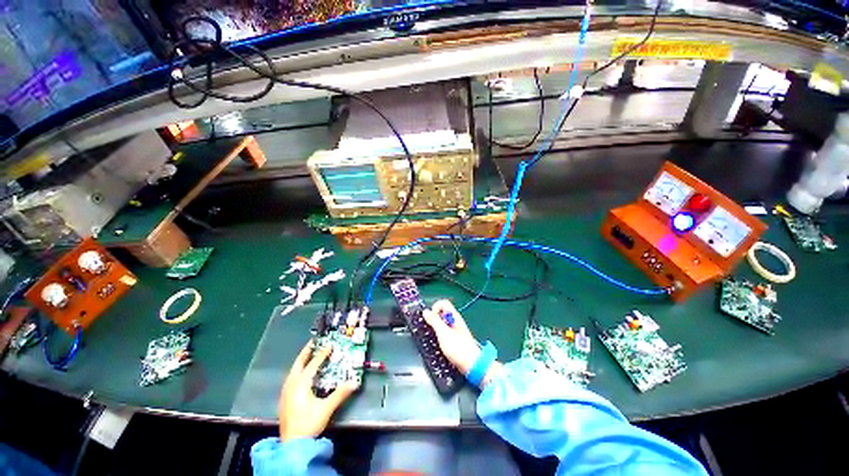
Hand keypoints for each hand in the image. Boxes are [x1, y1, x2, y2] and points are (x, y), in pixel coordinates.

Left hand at [278, 342, 357, 440]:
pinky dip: (297, 371)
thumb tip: (355, 382)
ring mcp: (285, 392)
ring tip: (307, 356)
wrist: (291, 444)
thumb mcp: (326, 408)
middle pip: (298, 364)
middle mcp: (291, 385)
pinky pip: (290, 378)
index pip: (313, 364)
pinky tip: (300, 375)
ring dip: (300, 362)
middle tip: (312, 343)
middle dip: (306, 353)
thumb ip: (340, 394)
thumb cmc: (308, 423)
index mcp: (301, 384)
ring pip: (293, 371)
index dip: (322, 354)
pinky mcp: (284, 399)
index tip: (329, 345)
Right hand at [422, 299, 483, 374]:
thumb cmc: (459, 349)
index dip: (435, 308)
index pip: (443, 303)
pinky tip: (438, 344)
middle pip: (441, 313)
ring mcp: (455, 330)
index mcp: (454, 316)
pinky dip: (439, 336)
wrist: (472, 365)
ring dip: (435, 328)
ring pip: (442, 324)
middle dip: (434, 319)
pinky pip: (443, 333)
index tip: (431, 318)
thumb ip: (434, 321)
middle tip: (431, 329)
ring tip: (434, 338)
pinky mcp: (454, 340)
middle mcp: (455, 321)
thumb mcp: (443, 333)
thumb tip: (426, 312)